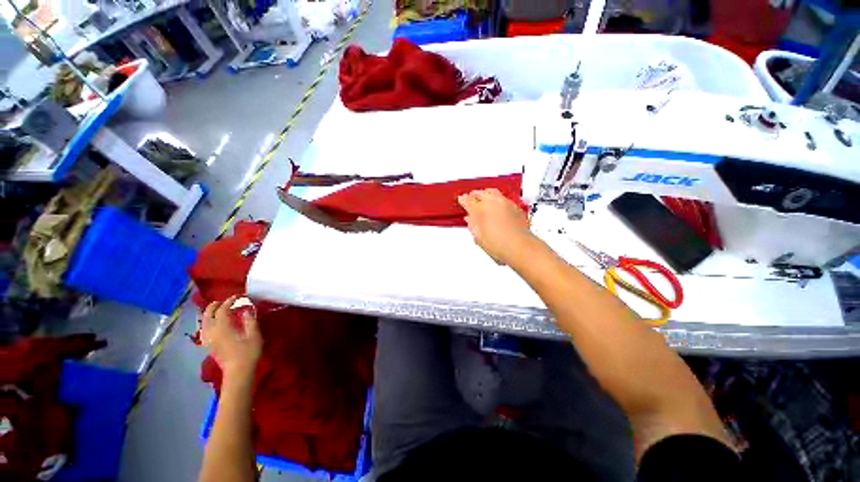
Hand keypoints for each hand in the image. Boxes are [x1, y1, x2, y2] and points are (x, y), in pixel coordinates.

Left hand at [201, 295, 261, 378]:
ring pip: (204, 322)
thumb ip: (250, 320)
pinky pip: (204, 329)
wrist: (238, 372)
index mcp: (223, 328)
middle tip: (226, 301)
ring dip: (210, 314)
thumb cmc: (249, 353)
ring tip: (219, 310)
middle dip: (215, 306)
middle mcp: (212, 332)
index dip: (229, 301)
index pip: (222, 310)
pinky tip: (215, 324)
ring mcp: (209, 339)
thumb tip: (247, 309)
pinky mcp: (209, 345)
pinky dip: (208, 322)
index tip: (238, 297)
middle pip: (208, 315)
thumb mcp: (254, 335)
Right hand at [458, 188, 534, 265]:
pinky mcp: (515, 207)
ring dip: (486, 194)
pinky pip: (504, 198)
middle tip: (471, 198)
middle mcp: (492, 202)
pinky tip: (497, 206)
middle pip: (480, 193)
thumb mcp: (478, 236)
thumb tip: (470, 218)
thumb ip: (472, 224)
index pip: (468, 200)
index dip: (463, 200)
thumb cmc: (499, 244)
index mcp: (479, 209)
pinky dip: (498, 200)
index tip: (462, 200)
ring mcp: (505, 203)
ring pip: (493, 192)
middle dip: (475, 195)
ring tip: (484, 200)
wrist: (518, 246)